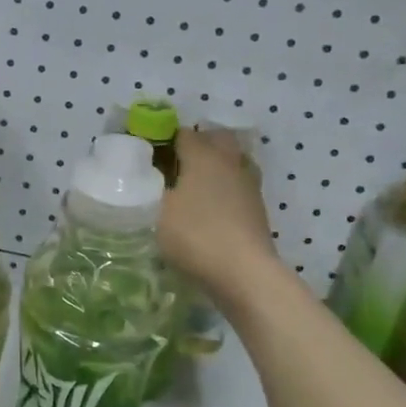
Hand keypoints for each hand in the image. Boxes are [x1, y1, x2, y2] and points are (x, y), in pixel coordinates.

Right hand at [159, 128, 277, 297]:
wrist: (244, 272)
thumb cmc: (196, 235)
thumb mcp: (157, 212)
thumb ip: (149, 190)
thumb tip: (147, 179)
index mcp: (204, 155)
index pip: (183, 133)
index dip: (164, 140)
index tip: (148, 155)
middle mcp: (230, 162)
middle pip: (217, 139)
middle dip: (198, 144)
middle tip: (175, 164)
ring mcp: (249, 185)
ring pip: (233, 161)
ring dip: (216, 166)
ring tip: (194, 186)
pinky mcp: (258, 208)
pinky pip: (239, 186)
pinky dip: (226, 189)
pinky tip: (211, 208)